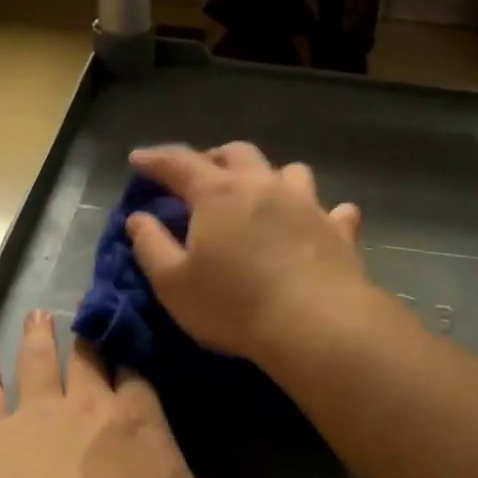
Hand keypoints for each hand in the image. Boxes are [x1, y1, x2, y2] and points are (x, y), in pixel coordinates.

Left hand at [0, 308, 370, 477]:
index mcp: (141, 420)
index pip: (143, 372)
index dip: (141, 352)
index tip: (139, 327)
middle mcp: (89, 406)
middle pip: (91, 357)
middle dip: (91, 335)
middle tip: (85, 308)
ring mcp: (34, 420)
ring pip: (39, 365)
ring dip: (39, 341)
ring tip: (38, 315)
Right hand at [126, 142, 374, 363]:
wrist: (315, 324)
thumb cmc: (234, 305)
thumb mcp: (173, 283)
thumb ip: (151, 245)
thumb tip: (138, 217)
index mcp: (218, 193)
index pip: (179, 163)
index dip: (155, 159)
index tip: (138, 159)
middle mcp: (264, 185)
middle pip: (237, 153)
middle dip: (214, 157)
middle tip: (201, 174)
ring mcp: (307, 204)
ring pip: (290, 171)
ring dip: (271, 176)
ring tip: (261, 193)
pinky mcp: (339, 229)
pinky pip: (335, 210)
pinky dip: (323, 212)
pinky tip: (320, 222)